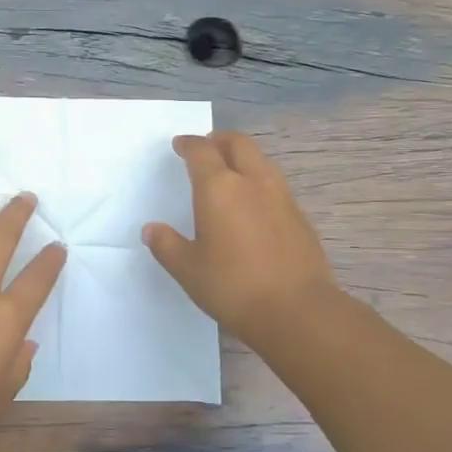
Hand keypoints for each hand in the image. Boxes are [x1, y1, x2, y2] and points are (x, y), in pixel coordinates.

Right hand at [143, 131, 339, 344]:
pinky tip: (253, 204)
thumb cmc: (233, 286)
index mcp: (219, 187)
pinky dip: (259, 181)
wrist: (297, 310)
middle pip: (238, 144)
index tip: (180, 145)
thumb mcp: (188, 269)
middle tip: (206, 148)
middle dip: (219, 140)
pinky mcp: (299, 216)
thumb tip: (152, 230)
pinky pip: (275, 184)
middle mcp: (252, 182)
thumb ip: (167, 245)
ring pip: (261, 161)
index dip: (189, 144)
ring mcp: (281, 196)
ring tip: (230, 173)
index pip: (201, 151)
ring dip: (243, 158)